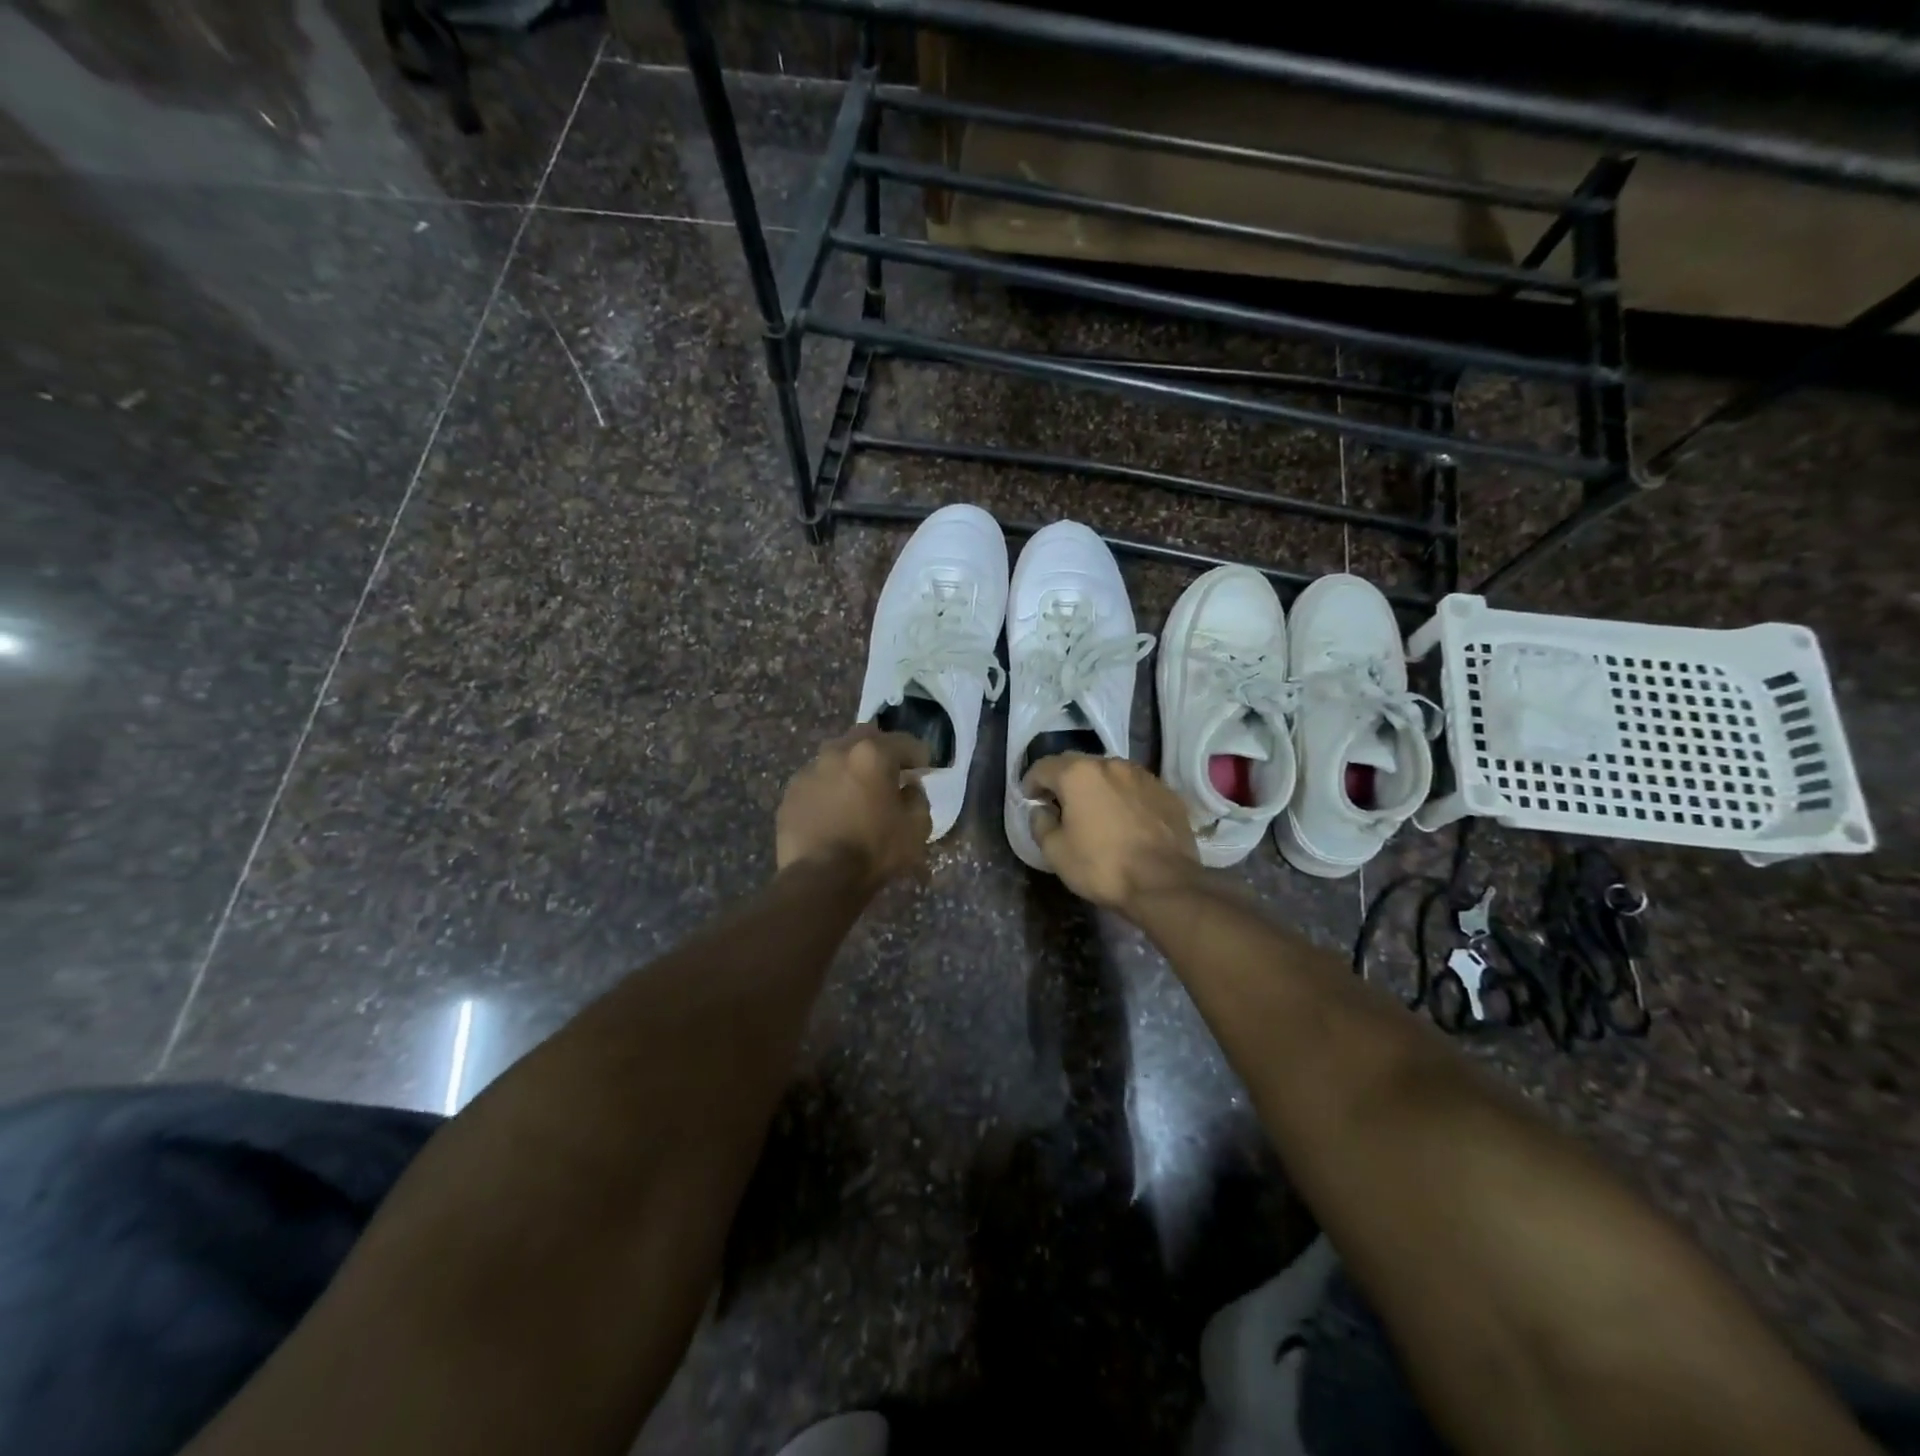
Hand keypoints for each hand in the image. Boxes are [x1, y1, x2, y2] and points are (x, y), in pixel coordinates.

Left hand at [776, 726, 932, 890]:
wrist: (819, 879)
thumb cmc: (875, 850)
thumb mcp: (917, 828)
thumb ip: (918, 798)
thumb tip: (909, 788)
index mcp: (872, 754)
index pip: (905, 742)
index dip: (920, 755)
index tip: (924, 770)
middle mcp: (837, 752)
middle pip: (865, 737)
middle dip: (881, 750)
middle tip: (889, 773)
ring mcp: (809, 770)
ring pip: (836, 756)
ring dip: (851, 767)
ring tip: (857, 792)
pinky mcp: (790, 793)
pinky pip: (816, 781)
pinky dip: (829, 788)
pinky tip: (833, 811)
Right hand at [1022, 753, 1199, 913]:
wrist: (1165, 883)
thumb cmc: (1102, 866)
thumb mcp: (1055, 852)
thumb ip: (1040, 824)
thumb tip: (1041, 810)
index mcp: (1078, 774)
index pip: (1043, 767)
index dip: (1031, 782)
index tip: (1029, 799)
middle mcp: (1111, 764)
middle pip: (1077, 764)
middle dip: (1063, 780)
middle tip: (1058, 804)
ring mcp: (1143, 775)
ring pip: (1109, 773)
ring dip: (1096, 786)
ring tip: (1094, 810)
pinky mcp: (1166, 792)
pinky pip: (1135, 787)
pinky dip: (1123, 797)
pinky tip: (1124, 819)